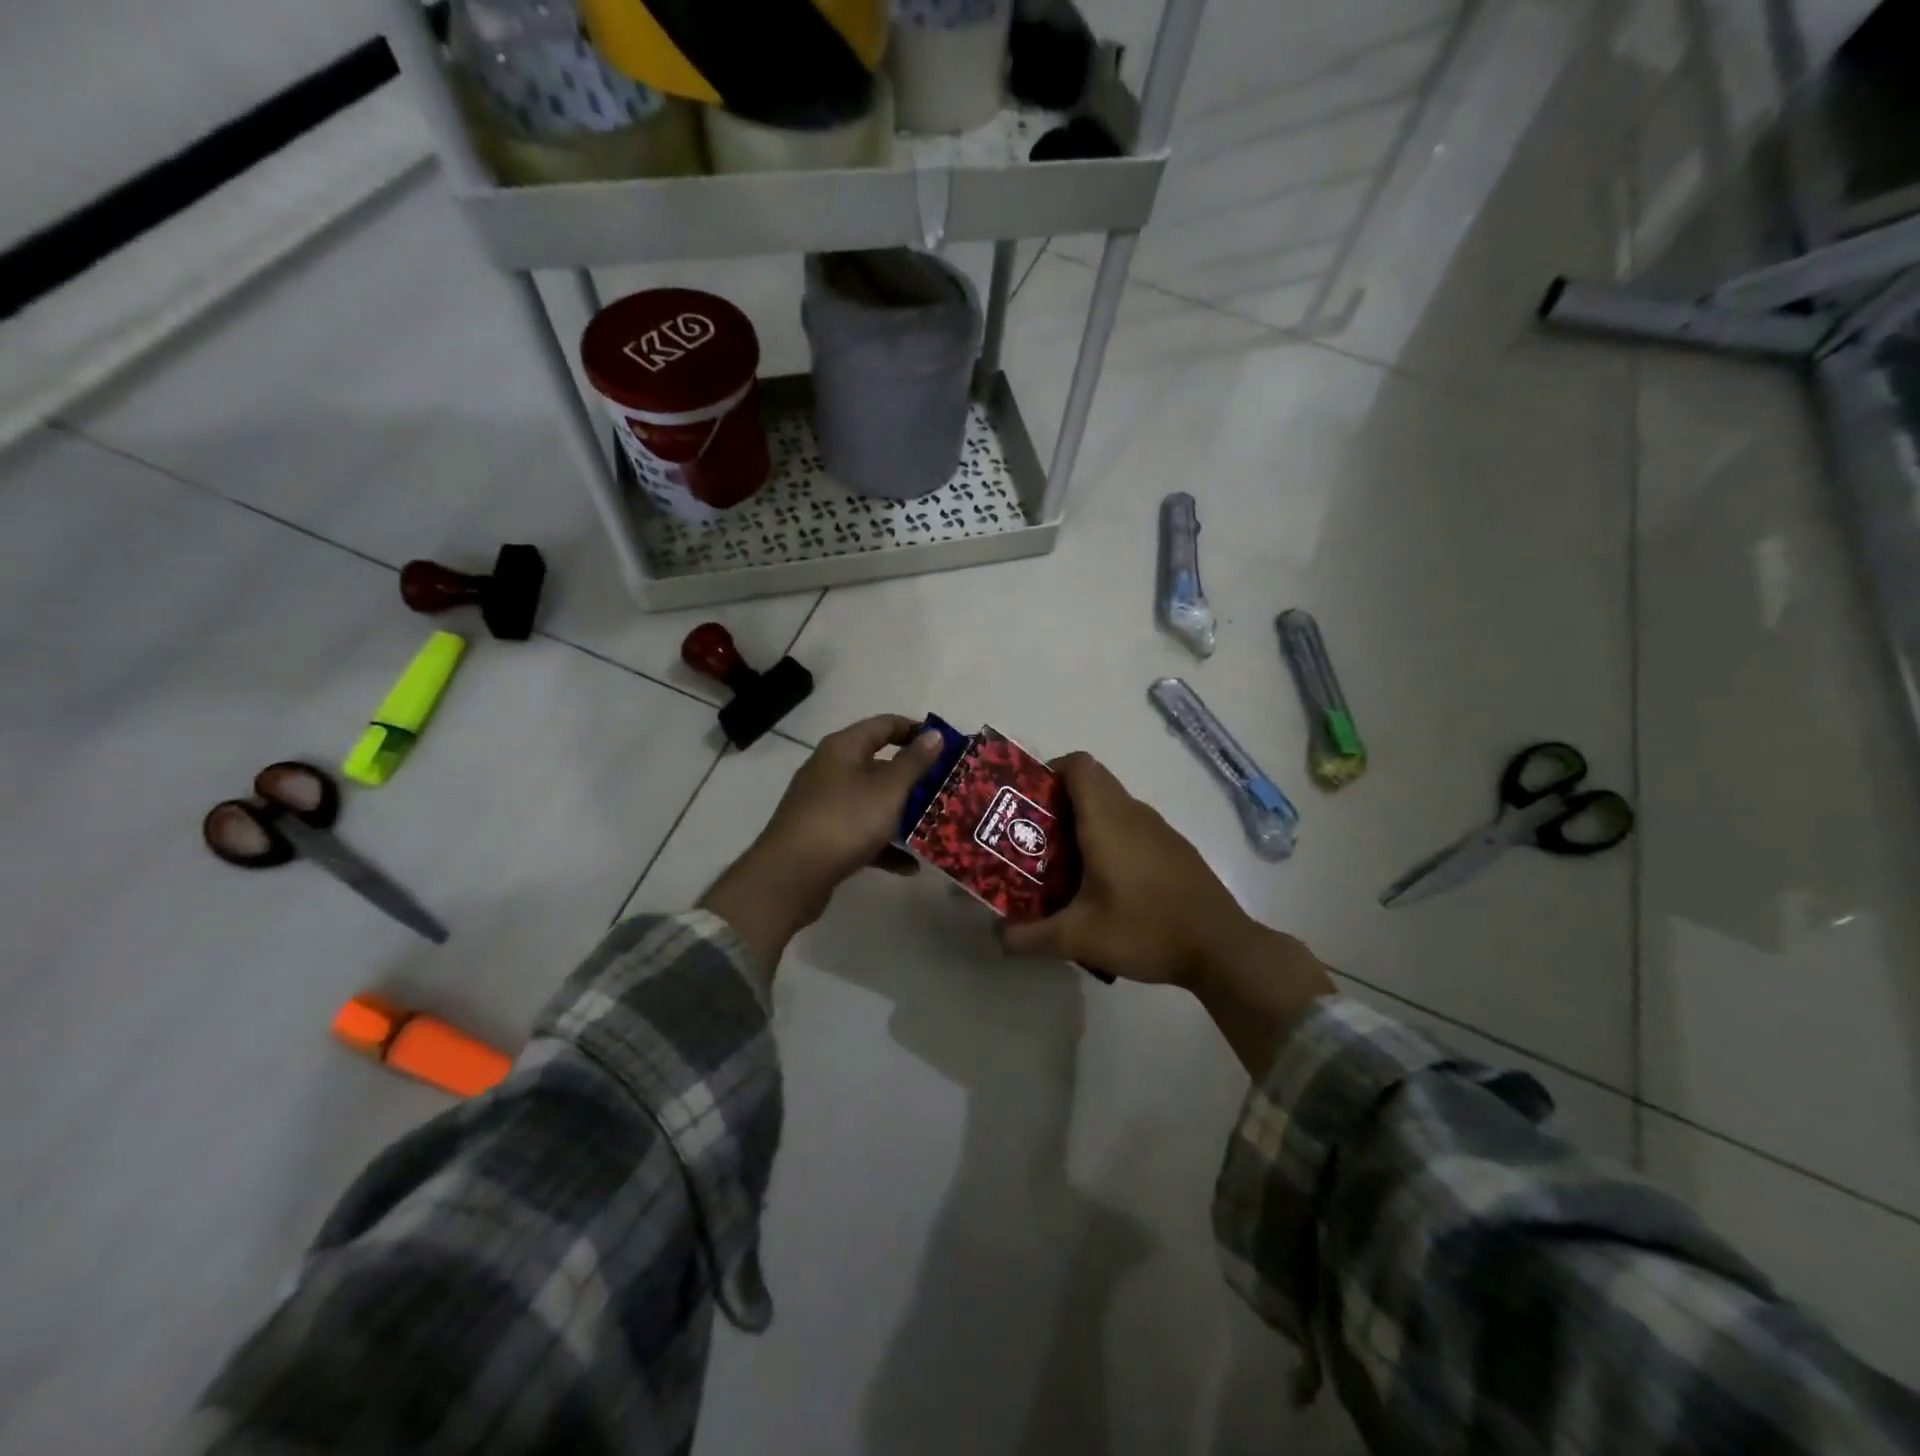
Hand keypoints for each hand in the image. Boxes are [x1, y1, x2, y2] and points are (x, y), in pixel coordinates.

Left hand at [699, 716, 945, 973]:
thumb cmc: (844, 822)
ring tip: (934, 826)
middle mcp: (831, 769)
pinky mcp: (822, 836)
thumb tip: (933, 734)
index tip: (946, 747)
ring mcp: (824, 804)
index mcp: (843, 748)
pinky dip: (884, 845)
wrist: (789, 876)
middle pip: (879, 764)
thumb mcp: (887, 790)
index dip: (916, 731)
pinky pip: (861, 833)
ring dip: (902, 813)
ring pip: (871, 801)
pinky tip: (910, 866)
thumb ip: (913, 762)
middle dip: (913, 777)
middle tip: (946, 788)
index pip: (885, 725)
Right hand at [1003, 753, 1333, 1073]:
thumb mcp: (1079, 938)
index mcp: (1107, 819)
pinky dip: (1113, 839)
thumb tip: (998, 936)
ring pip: (1114, 806)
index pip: (1079, 765)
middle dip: (1060, 801)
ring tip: (1064, 864)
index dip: (1050, 771)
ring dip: (1086, 822)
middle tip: (1036, 837)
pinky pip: (1134, 827)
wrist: (1222, 948)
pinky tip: (1107, 884)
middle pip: (1093, 783)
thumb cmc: (1145, 929)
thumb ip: (1031, 936)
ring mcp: (1160, 829)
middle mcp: (1133, 813)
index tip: (1029, 801)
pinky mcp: (1176, 849)